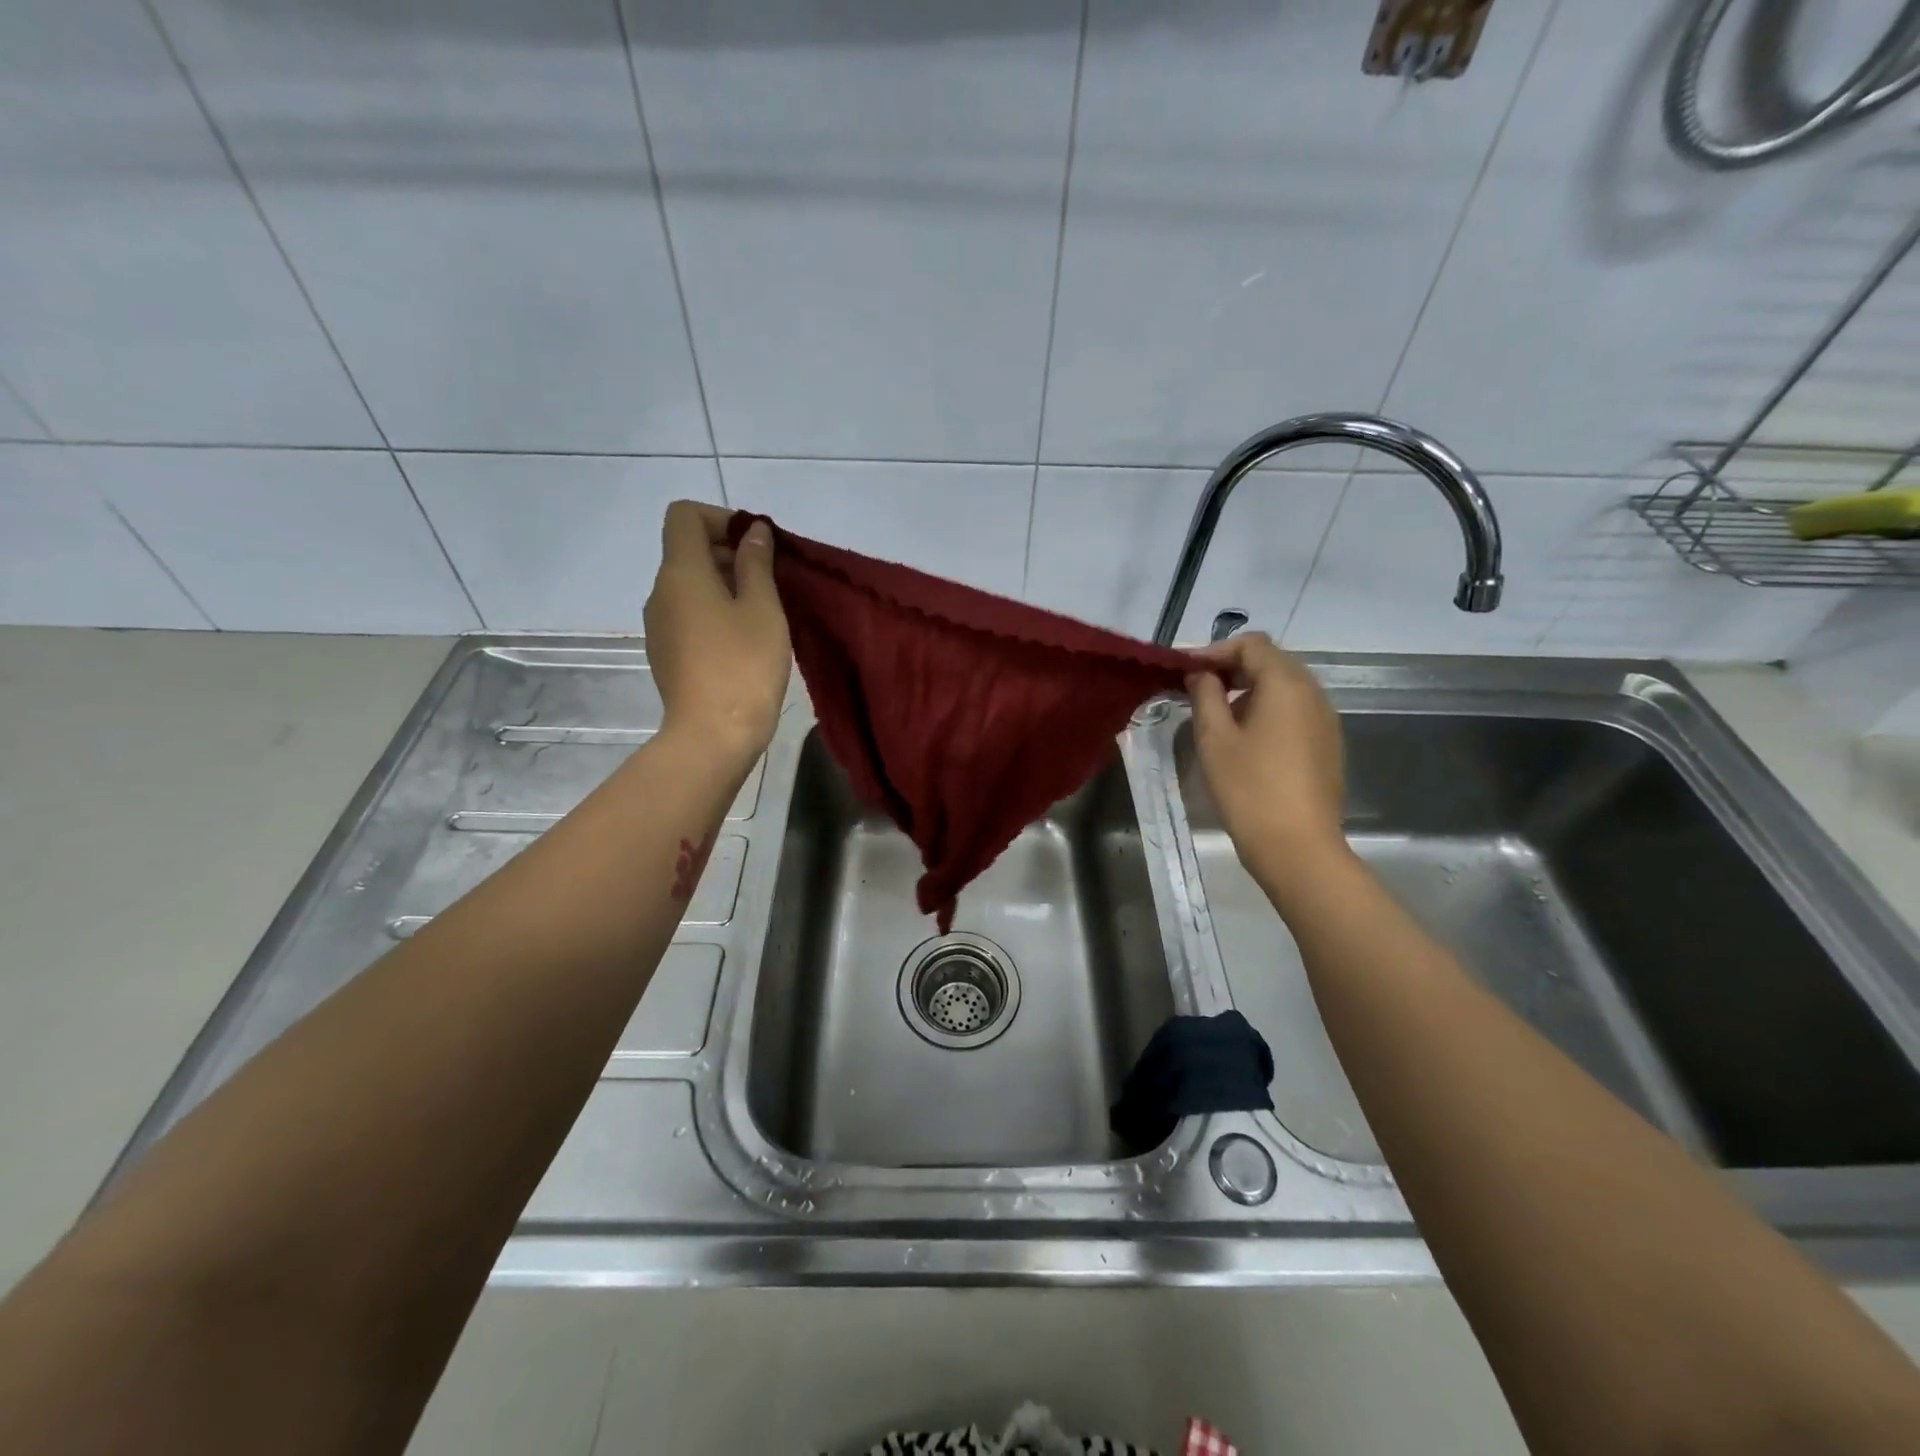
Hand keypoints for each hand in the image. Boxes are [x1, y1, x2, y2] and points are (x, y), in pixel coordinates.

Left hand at [644, 501, 790, 763]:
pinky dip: (714, 612)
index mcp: (680, 572)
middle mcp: (660, 592)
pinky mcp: (666, 654)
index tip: (756, 544)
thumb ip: (756, 564)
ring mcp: (659, 626)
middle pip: (687, 550)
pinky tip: (743, 640)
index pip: (684, 515)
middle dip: (728, 552)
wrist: (713, 736)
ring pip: (689, 585)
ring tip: (763, 612)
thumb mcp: (762, 608)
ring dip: (724, 585)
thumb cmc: (743, 665)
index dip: (721, 517)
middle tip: (771, 579)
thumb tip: (753, 533)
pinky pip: (688, 615)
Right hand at [1186, 633, 1347, 876]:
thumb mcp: (1214, 738)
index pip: (1251, 644)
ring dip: (1250, 689)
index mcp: (1285, 684)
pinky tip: (1246, 738)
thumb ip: (1205, 695)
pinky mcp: (1327, 743)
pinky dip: (1268, 709)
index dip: (1216, 650)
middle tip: (1198, 688)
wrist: (1297, 845)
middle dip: (1233, 667)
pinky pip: (1295, 710)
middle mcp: (1313, 692)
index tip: (1185, 670)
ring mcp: (1325, 718)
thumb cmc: (1249, 788)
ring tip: (1218, 715)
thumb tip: (1202, 674)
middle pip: (1272, 661)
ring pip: (1285, 686)